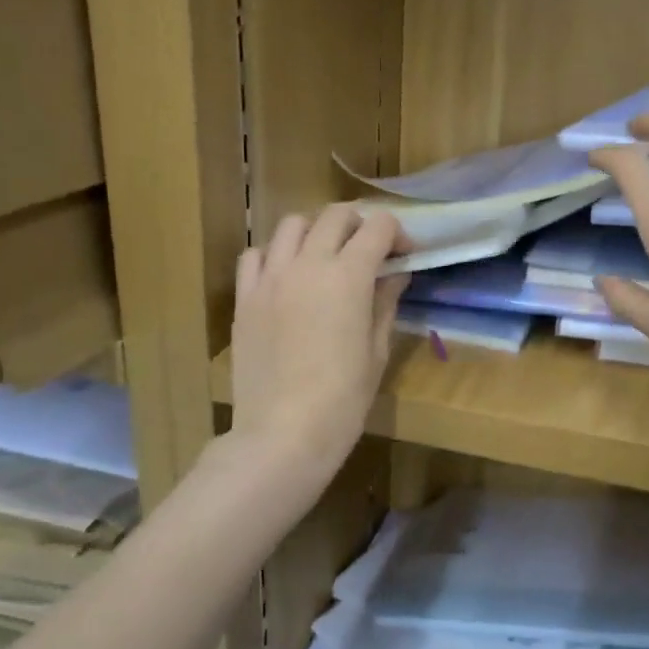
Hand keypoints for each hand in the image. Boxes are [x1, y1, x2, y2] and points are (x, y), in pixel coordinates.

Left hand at [229, 205, 407, 484]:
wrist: (283, 433)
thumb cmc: (343, 399)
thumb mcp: (376, 350)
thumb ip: (385, 303)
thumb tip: (395, 274)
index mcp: (349, 275)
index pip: (378, 226)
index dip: (397, 233)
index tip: (404, 254)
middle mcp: (308, 263)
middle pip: (336, 215)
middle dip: (359, 225)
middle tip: (369, 252)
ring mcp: (270, 278)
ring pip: (292, 224)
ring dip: (316, 231)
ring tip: (325, 257)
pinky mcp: (244, 298)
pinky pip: (255, 255)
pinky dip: (275, 254)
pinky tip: (286, 276)